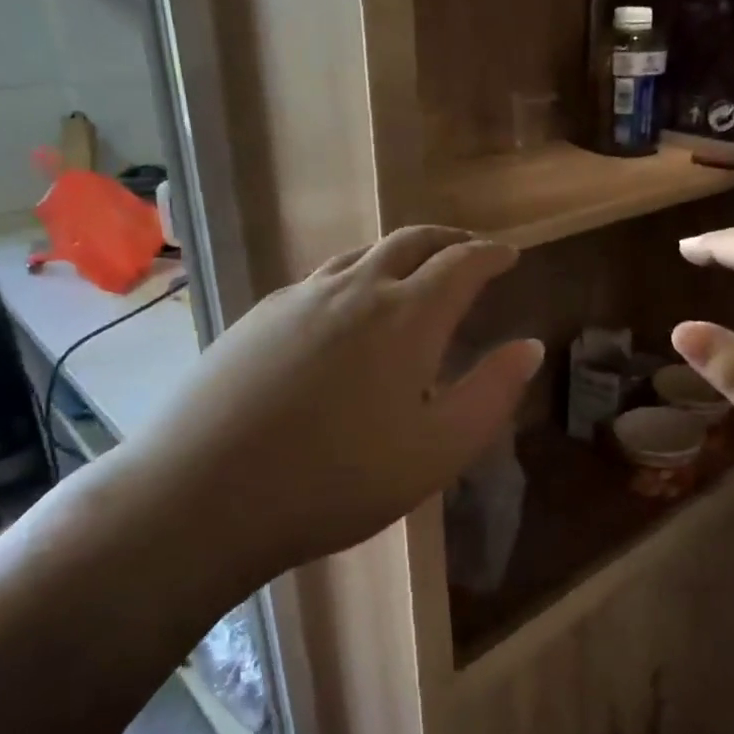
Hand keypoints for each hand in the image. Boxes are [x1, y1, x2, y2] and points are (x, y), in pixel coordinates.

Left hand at [103, 227, 542, 581]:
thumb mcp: (438, 450)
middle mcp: (355, 290)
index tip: (509, 254)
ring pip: (361, 254)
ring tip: (413, 272)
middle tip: (469, 250)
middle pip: (410, 241)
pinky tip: (345, 310)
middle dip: (448, 239)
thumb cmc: (340, 480)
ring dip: (398, 253)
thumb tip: (529, 347)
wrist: (205, 493)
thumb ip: (491, 393)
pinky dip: (354, 277)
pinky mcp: (259, 317)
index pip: (461, 264)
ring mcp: (300, 298)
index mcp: (407, 316)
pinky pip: (321, 279)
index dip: (491, 254)